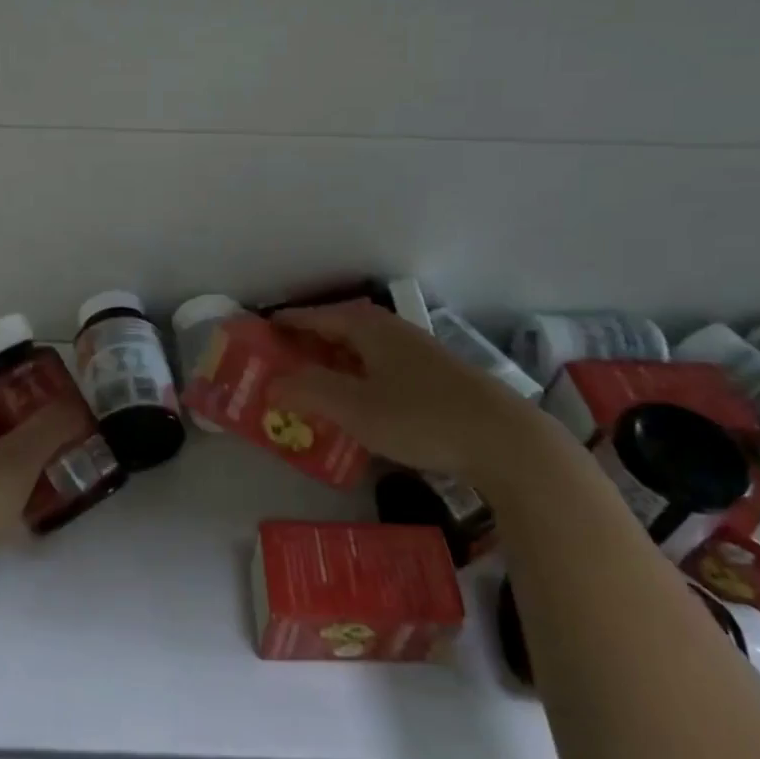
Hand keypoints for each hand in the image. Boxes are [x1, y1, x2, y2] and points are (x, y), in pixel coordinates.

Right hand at [268, 301, 574, 498]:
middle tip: (274, 366)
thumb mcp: (353, 407)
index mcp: (366, 326)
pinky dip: (354, 380)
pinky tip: (353, 405)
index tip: (255, 334)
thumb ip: (307, 392)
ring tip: (305, 388)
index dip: (282, 325)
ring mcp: (414, 353)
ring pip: (358, 352)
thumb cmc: (420, 417)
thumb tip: (270, 384)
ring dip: (330, 366)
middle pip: (335, 331)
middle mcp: (389, 330)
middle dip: (304, 347)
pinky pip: (377, 370)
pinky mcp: (432, 378)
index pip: (313, 316)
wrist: (504, 441)